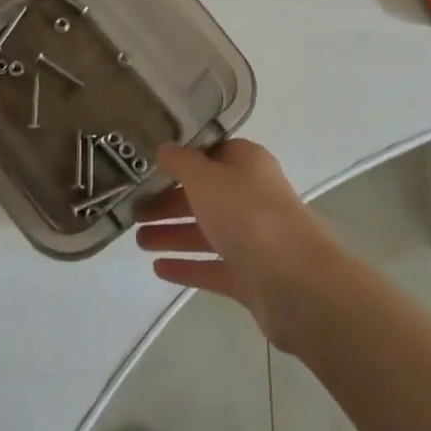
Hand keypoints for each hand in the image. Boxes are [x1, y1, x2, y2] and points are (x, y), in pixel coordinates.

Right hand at [136, 139, 348, 351]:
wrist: (296, 282)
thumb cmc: (248, 215)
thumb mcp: (206, 178)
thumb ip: (181, 163)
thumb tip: (164, 147)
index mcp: (247, 163)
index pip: (211, 153)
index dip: (182, 159)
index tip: (150, 167)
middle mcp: (252, 196)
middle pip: (205, 194)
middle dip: (169, 202)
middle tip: (134, 211)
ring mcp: (253, 238)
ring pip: (206, 231)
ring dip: (172, 234)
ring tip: (137, 241)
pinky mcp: (251, 276)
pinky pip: (212, 266)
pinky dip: (187, 265)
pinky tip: (157, 269)